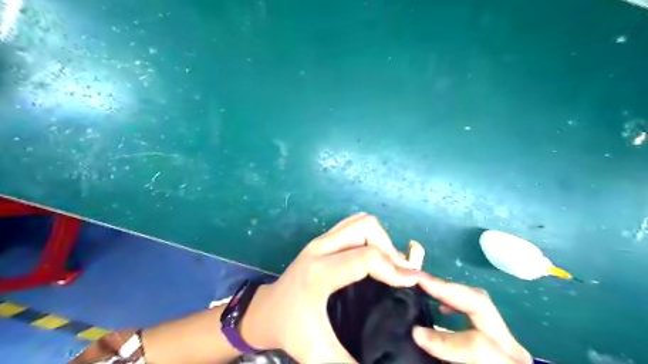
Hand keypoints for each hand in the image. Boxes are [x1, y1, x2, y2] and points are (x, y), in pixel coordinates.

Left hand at [240, 212, 416, 361]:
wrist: (266, 311)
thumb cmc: (290, 329)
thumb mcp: (317, 352)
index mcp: (320, 273)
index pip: (366, 257)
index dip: (394, 267)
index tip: (413, 282)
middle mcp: (320, 248)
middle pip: (365, 227)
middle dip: (389, 248)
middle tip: (399, 273)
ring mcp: (320, 240)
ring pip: (360, 221)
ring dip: (380, 239)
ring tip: (389, 265)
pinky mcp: (322, 239)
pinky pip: (352, 224)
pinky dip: (370, 235)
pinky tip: (374, 257)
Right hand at [412, 273, 533, 363]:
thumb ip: (445, 355)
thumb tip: (417, 337)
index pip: (477, 346)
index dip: (444, 339)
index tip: (415, 333)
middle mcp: (511, 352)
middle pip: (481, 305)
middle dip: (446, 289)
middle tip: (417, 281)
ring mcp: (508, 342)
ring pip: (480, 302)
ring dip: (448, 290)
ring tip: (423, 286)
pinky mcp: (501, 339)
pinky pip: (478, 310)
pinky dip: (456, 301)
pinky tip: (440, 306)